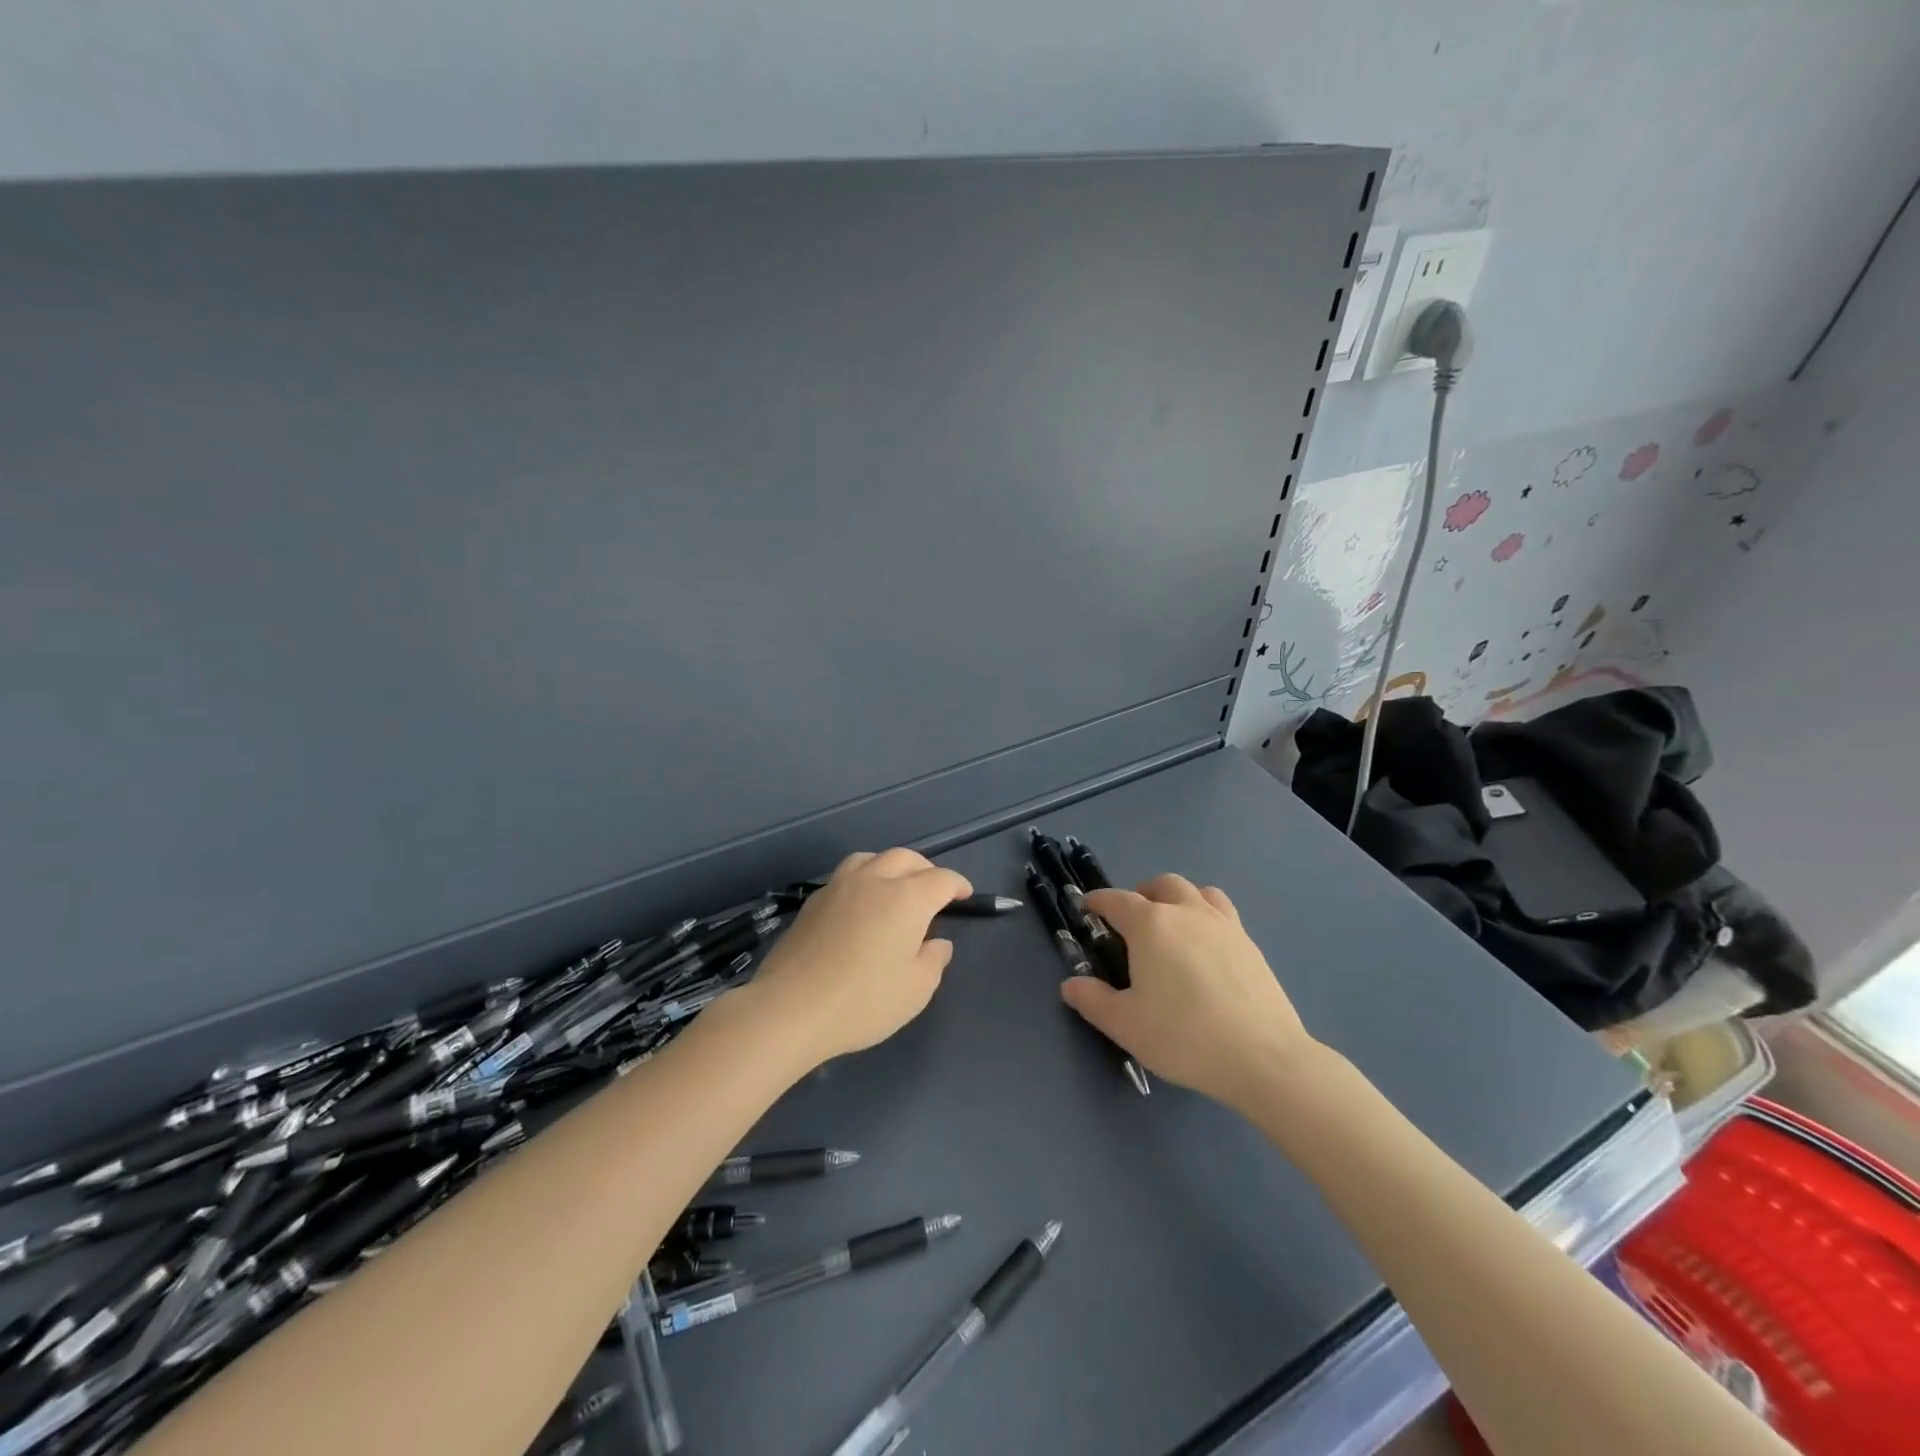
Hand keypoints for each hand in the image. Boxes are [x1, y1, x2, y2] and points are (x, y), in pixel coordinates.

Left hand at [742, 848, 972, 1069]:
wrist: (791, 1008)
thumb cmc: (863, 1001)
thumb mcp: (916, 990)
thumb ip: (933, 960)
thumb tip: (937, 942)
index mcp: (907, 898)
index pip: (941, 879)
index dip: (957, 885)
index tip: (964, 896)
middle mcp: (875, 881)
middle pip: (906, 858)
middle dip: (926, 869)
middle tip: (933, 890)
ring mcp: (840, 886)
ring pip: (872, 858)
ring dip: (891, 866)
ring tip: (894, 887)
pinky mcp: (814, 901)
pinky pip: (847, 875)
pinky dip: (864, 879)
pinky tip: (861, 904)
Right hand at [1061, 874, 1319, 1113]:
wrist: (1263, 1057)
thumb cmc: (1184, 1036)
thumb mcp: (1126, 1025)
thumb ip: (1093, 1000)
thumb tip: (1071, 984)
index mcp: (1151, 924)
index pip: (1116, 900)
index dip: (1097, 901)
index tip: (1087, 908)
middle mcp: (1186, 912)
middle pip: (1161, 885)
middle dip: (1141, 894)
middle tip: (1131, 921)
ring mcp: (1223, 924)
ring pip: (1197, 892)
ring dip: (1178, 899)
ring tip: (1172, 925)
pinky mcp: (1250, 943)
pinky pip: (1222, 912)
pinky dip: (1206, 916)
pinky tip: (1205, 946)